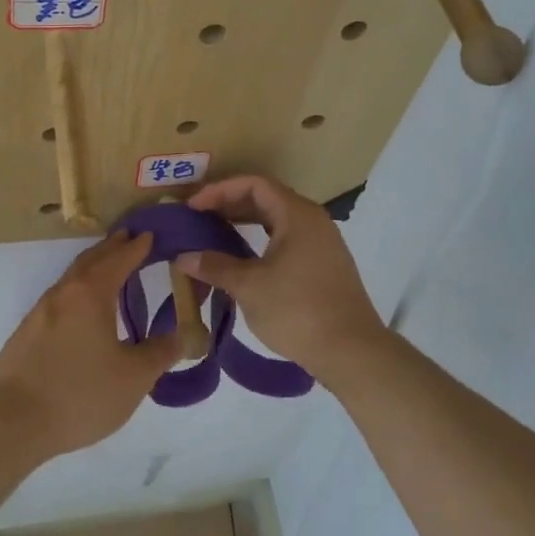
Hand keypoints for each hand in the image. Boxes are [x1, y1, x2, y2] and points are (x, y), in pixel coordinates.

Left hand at [0, 230, 177, 455]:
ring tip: (107, 268)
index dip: (136, 247)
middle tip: (128, 238)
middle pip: (90, 261)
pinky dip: (76, 290)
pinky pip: (59, 299)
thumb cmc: (80, 394)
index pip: (118, 260)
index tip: (149, 234)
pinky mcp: (26, 334)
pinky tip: (80, 310)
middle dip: (111, 248)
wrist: (12, 421)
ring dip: (91, 267)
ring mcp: (40, 313)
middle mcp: (63, 294)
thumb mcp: (133, 378)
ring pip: (71, 279)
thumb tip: (181, 335)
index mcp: (90, 295)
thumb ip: (159, 353)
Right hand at [176, 175, 385, 383]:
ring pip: (277, 220)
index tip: (193, 207)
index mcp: (297, 214)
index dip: (220, 190)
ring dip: (245, 223)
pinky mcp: (324, 265)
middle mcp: (313, 220)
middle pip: (267, 198)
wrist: (351, 351)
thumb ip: (215, 266)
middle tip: (199, 218)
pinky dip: (261, 240)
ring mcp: (322, 243)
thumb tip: (183, 258)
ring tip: (214, 234)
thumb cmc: (297, 310)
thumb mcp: (249, 286)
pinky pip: (287, 239)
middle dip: (230, 204)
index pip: (254, 184)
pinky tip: (243, 258)